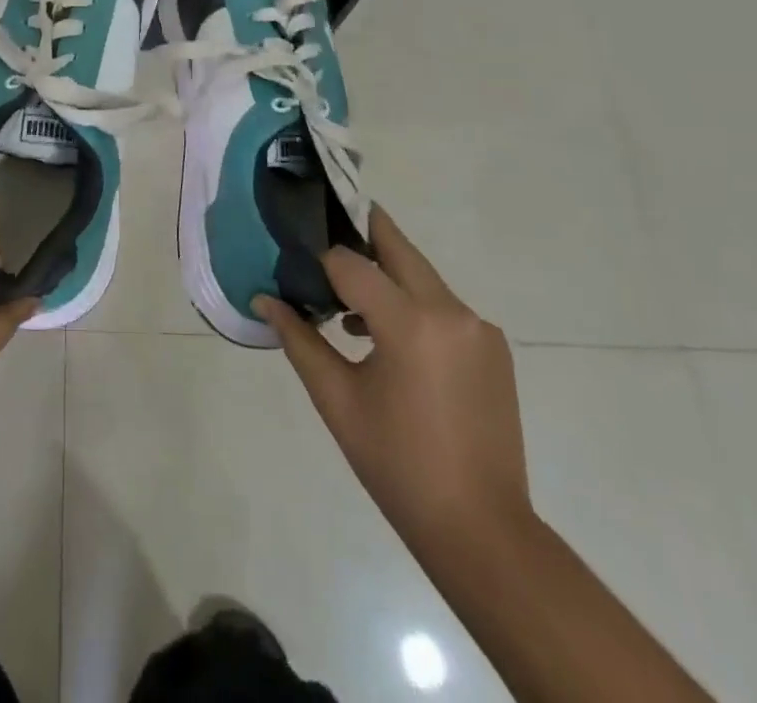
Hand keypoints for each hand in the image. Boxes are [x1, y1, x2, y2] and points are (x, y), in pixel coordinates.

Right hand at [255, 206, 530, 553]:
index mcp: (410, 323)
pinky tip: (384, 338)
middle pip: (397, 248)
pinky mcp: (492, 348)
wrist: (481, 530)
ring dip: (385, 274)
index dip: (318, 260)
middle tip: (321, 226)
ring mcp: (479, 329)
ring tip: (344, 302)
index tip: (293, 259)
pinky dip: (411, 304)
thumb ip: (299, 339)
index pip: (350, 263)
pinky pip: (442, 306)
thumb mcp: (336, 399)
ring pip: (421, 276)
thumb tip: (263, 299)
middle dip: (360, 232)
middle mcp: (451, 312)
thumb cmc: (396, 464)